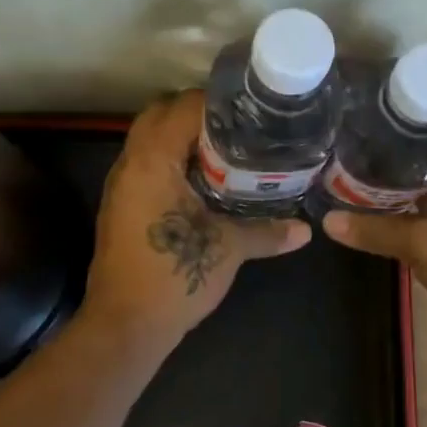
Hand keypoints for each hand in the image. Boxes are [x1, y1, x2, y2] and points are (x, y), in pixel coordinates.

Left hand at [82, 90, 310, 350]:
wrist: (125, 326)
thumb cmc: (174, 276)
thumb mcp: (228, 249)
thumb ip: (267, 231)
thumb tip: (306, 230)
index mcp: (153, 161)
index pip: (182, 106)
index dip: (217, 101)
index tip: (250, 107)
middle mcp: (130, 163)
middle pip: (160, 114)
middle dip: (196, 113)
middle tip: (238, 124)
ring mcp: (121, 184)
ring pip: (149, 139)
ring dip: (181, 136)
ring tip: (226, 145)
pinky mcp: (120, 205)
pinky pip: (146, 163)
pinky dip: (171, 158)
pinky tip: (203, 178)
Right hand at [321, 113, 426, 339]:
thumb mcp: (421, 244)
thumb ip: (373, 230)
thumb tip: (326, 220)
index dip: (409, 92)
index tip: (370, 90)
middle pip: (426, 136)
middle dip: (390, 129)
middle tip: (346, 121)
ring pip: (422, 166)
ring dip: (392, 162)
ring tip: (348, 150)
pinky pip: (422, 193)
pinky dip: (398, 190)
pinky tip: (367, 191)